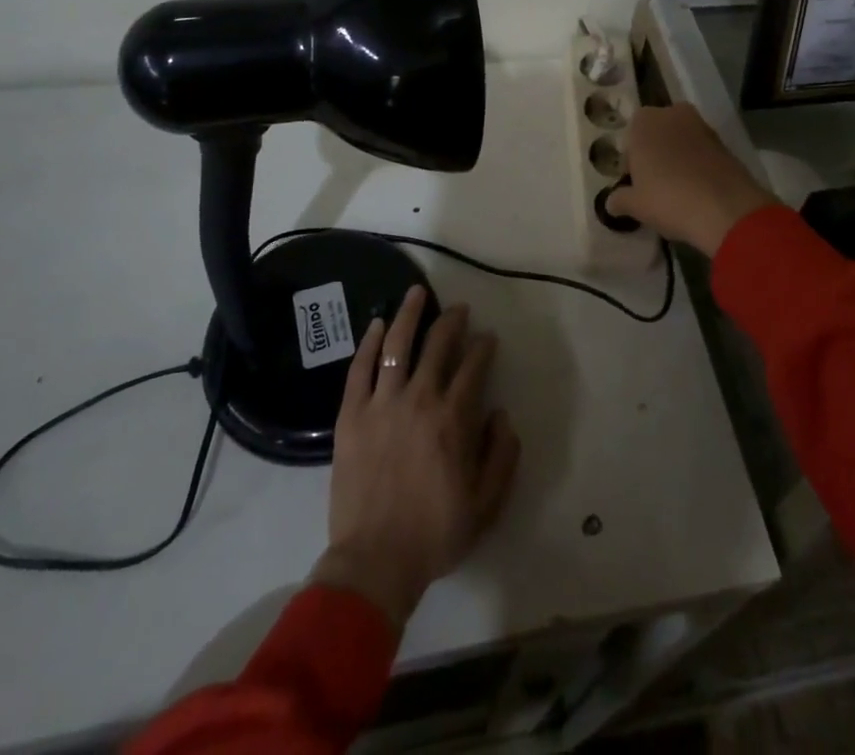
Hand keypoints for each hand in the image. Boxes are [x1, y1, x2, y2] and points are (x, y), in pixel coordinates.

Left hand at [311, 285, 520, 630]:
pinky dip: (369, 343)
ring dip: (409, 314)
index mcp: (454, 418)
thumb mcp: (487, 503)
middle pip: (438, 344)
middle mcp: (420, 399)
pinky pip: (360, 369)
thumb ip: (502, 455)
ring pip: (397, 344)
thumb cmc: (435, 533)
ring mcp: (382, 404)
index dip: (484, 347)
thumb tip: (501, 414)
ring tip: (416, 292)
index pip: (474, 366)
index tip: (488, 338)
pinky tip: (376, 324)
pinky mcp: (351, 415)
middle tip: (459, 309)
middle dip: (452, 320)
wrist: (375, 563)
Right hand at [605, 104, 775, 257]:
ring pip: (680, 139)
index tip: (635, 183)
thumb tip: (611, 202)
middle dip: (654, 153)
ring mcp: (701, 125)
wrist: (725, 208)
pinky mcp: (724, 141)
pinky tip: (697, 188)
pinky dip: (697, 163)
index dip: (631, 162)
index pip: (630, 138)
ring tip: (677, 188)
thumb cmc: (668, 199)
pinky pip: (701, 150)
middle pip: (656, 133)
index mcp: (643, 122)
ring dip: (677, 157)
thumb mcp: (635, 205)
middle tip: (654, 184)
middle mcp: (671, 114)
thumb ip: (619, 199)